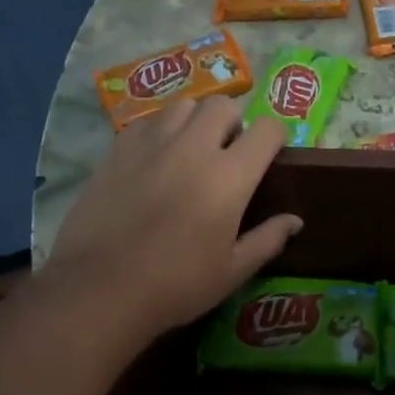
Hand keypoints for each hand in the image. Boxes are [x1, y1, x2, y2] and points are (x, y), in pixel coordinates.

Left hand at [44, 98, 300, 338]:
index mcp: (230, 177)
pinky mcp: (118, 150)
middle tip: (227, 151)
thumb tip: (295, 220)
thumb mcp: (232, 271)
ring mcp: (152, 144)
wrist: (99, 290)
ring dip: (195, 120)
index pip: (267, 129)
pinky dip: (160, 130)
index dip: (275, 136)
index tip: (270, 154)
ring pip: (183, 106)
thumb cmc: (176, 285)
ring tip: (190, 148)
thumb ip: (267, 240)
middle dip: (233, 121)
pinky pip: (148, 121)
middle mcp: (194, 148)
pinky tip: (156, 158)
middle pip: (223, 105)